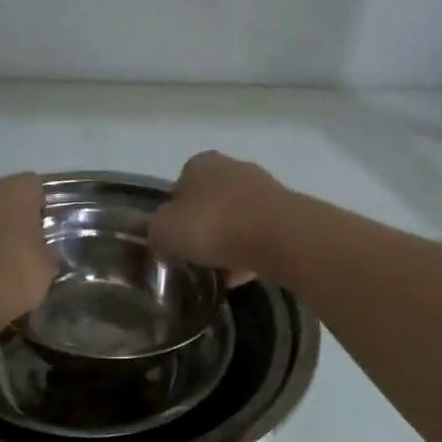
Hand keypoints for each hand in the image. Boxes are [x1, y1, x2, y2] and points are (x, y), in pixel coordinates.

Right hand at [148, 152, 285, 282]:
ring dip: (227, 243)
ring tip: (218, 273)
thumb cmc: (212, 226)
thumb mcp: (164, 232)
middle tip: (194, 257)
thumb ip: (155, 232)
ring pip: (236, 220)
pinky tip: (241, 277)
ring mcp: (263, 189)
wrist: (278, 237)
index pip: (178, 187)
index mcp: (200, 164)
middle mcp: (233, 168)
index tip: (173, 241)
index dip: (173, 215)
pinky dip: (248, 254)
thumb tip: (157, 235)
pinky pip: (258, 236)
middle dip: (203, 228)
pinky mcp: (287, 214)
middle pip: (209, 202)